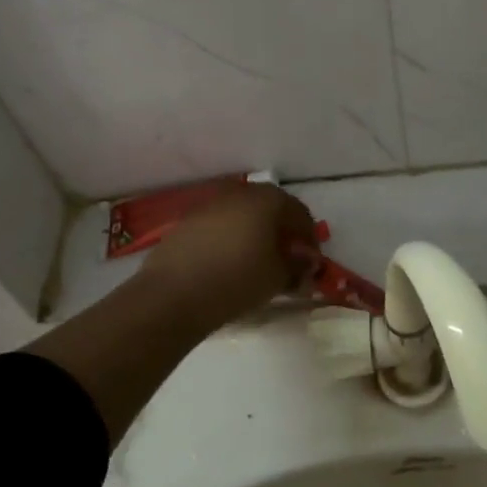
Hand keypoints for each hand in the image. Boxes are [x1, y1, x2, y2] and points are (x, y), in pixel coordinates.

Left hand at [136, 184, 318, 328]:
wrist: (174, 293)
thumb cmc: (237, 279)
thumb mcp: (277, 277)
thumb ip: (297, 267)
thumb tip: (306, 263)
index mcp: (268, 200)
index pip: (300, 213)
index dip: (310, 238)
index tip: (312, 261)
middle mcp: (240, 193)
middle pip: (271, 208)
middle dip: (283, 232)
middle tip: (288, 259)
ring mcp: (210, 204)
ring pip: (243, 215)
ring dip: (256, 234)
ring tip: (258, 263)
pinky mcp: (187, 221)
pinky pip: (220, 225)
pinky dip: (231, 239)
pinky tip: (229, 263)